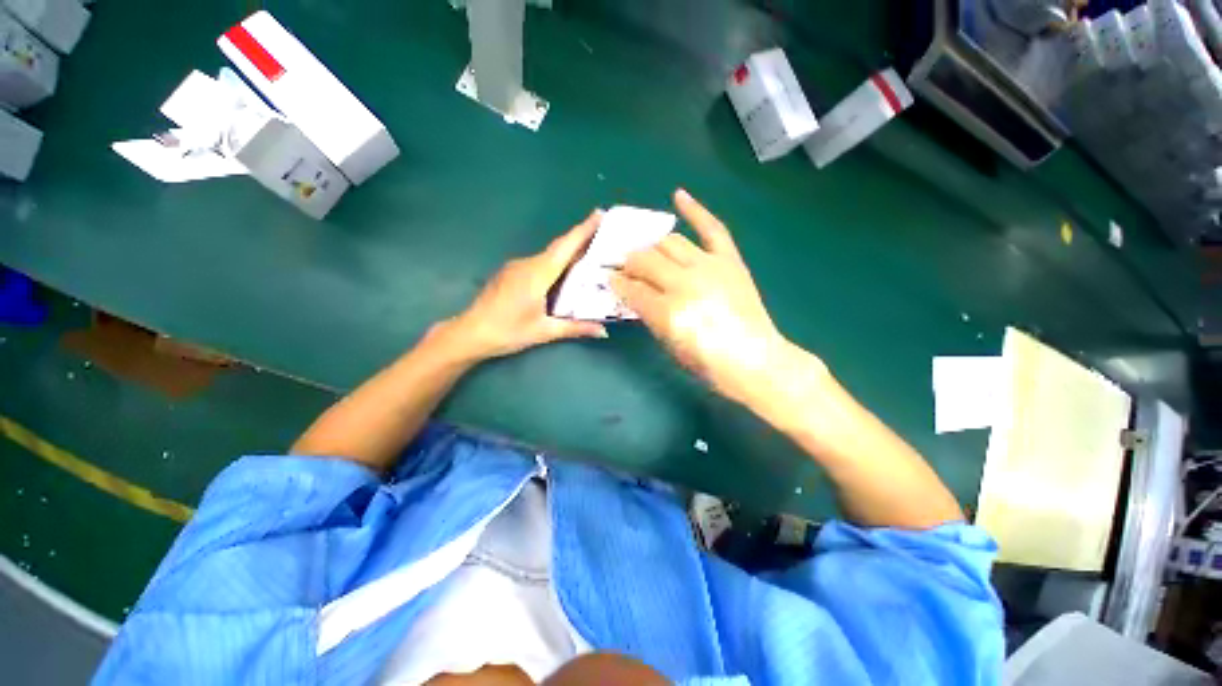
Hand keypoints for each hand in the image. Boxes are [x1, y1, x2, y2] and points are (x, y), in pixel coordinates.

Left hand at [444, 211, 608, 361]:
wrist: (470, 333)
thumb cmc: (509, 331)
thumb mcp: (545, 331)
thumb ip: (576, 328)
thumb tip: (604, 331)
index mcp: (538, 273)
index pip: (566, 246)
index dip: (584, 229)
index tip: (600, 214)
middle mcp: (528, 264)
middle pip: (559, 247)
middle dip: (580, 238)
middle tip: (602, 234)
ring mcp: (516, 267)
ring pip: (548, 255)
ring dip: (567, 252)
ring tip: (588, 255)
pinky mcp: (509, 273)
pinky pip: (538, 263)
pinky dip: (554, 263)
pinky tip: (561, 274)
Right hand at [610, 190, 820, 405]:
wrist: (755, 360)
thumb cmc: (709, 363)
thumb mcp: (669, 345)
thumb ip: (649, 315)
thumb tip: (634, 294)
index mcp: (669, 312)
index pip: (632, 288)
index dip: (617, 283)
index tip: (610, 280)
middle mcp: (686, 284)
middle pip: (646, 260)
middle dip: (629, 263)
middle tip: (625, 268)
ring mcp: (710, 267)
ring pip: (670, 242)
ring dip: (652, 246)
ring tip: (646, 252)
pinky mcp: (730, 261)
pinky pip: (712, 228)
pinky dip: (695, 210)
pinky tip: (678, 196)